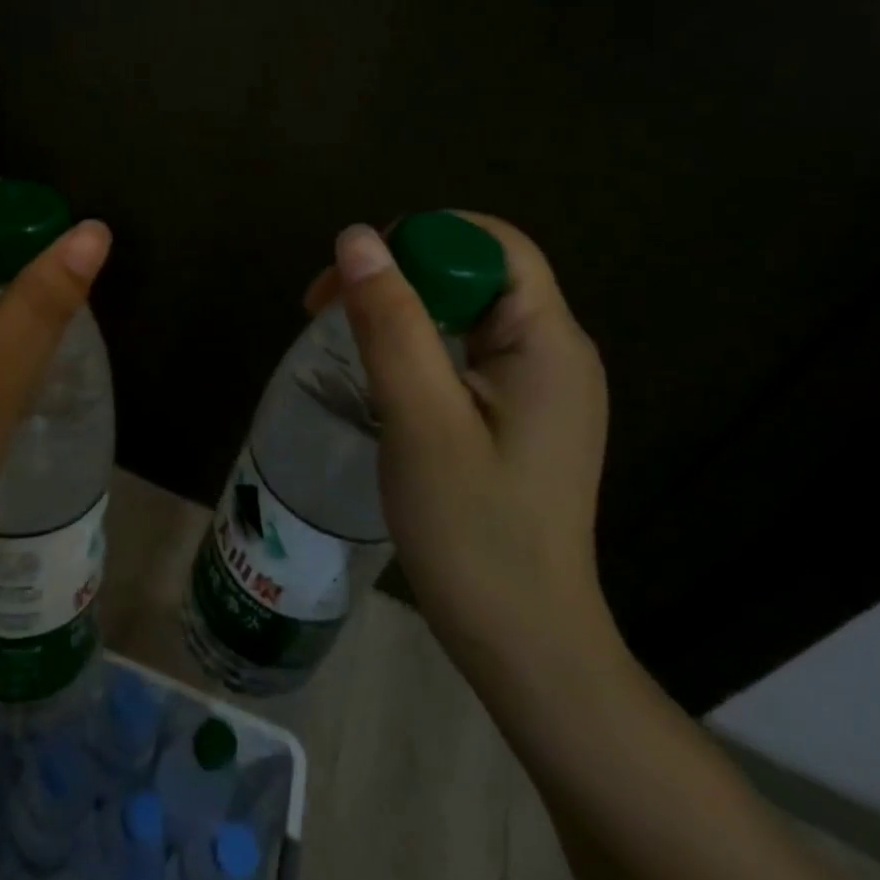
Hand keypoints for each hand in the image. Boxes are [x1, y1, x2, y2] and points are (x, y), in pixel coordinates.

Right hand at [306, 216, 611, 686]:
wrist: (523, 643)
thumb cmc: (472, 531)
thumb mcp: (420, 418)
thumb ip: (390, 321)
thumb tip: (356, 236)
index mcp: (548, 341)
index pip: (491, 242)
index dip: (420, 238)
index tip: (351, 277)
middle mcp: (555, 350)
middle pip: (475, 271)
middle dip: (399, 273)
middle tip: (325, 309)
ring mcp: (540, 384)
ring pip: (464, 310)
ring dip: (401, 310)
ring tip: (343, 340)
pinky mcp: (519, 413)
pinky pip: (465, 349)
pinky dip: (417, 345)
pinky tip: (380, 375)